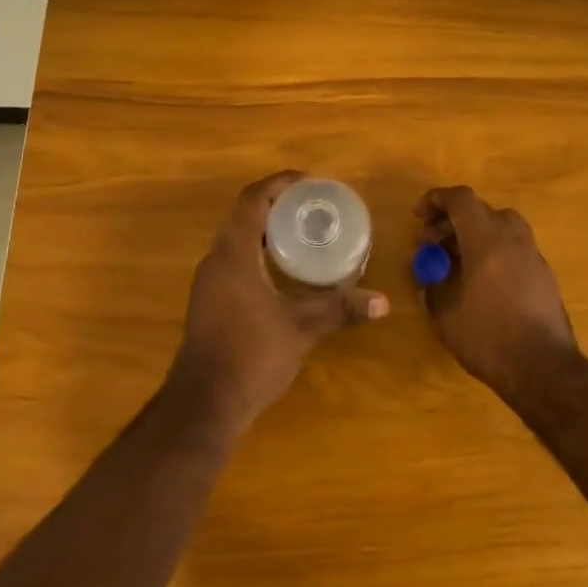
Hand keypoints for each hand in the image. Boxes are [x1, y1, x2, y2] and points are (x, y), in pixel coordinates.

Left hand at [171, 171, 388, 429]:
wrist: (204, 404)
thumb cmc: (251, 355)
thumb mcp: (302, 329)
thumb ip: (340, 310)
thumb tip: (383, 302)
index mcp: (234, 254)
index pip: (252, 200)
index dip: (280, 184)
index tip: (310, 182)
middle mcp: (216, 260)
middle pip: (244, 215)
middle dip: (278, 204)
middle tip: (314, 206)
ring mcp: (209, 282)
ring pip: (237, 239)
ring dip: (266, 229)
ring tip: (304, 232)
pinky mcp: (209, 301)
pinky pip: (235, 260)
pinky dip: (258, 252)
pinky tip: (284, 269)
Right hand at [414, 185, 577, 393]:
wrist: (544, 369)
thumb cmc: (489, 337)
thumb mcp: (446, 313)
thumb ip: (434, 285)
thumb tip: (431, 273)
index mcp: (487, 240)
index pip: (461, 199)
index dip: (436, 200)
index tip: (418, 215)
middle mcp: (513, 239)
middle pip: (481, 210)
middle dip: (452, 220)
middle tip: (432, 243)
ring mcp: (533, 256)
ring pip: (501, 227)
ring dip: (474, 234)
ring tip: (455, 261)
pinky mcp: (544, 275)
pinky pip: (513, 247)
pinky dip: (493, 250)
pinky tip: (480, 280)